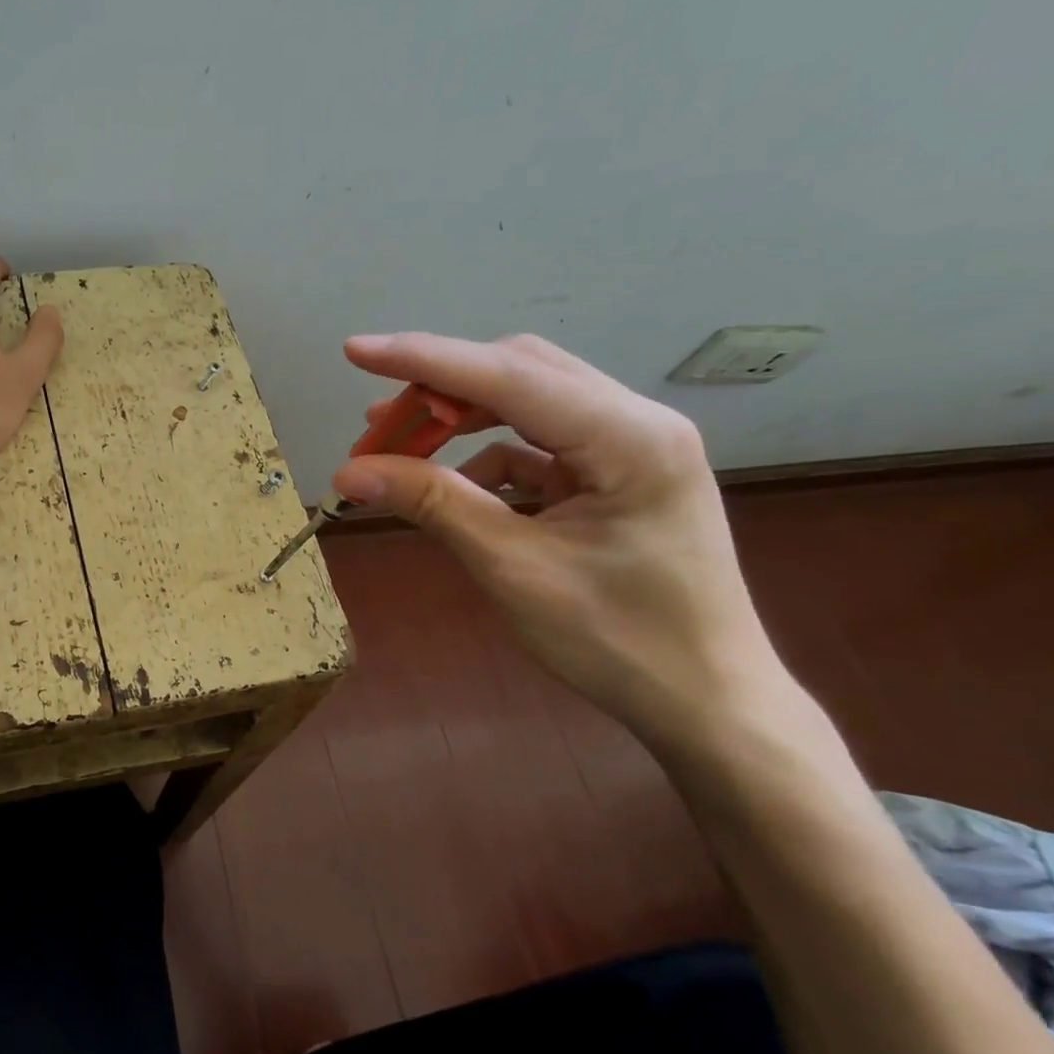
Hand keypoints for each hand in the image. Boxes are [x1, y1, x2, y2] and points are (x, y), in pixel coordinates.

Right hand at [332, 333, 781, 749]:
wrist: (706, 703)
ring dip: (458, 420)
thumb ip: (433, 504)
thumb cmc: (618, 641)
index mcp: (628, 438)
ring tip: (396, 445)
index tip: (355, 351)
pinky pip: (536, 445)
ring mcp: (628, 448)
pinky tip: (451, 486)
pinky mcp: (614, 476)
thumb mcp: (513, 568)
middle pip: (521, 372)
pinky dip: (484, 457)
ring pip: (527, 403)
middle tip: (374, 423)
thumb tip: (347, 471)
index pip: (509, 376)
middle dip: (439, 389)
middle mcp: (635, 423)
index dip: (424, 360)